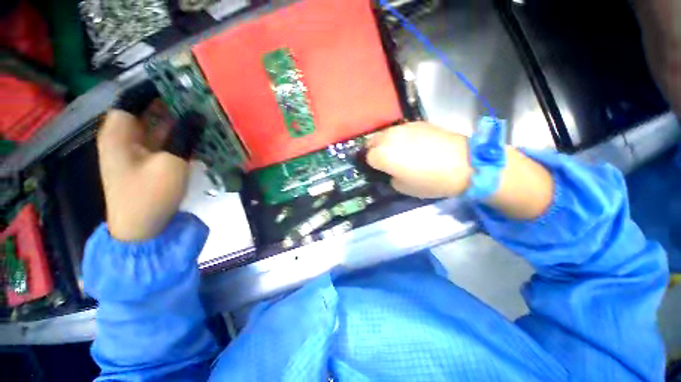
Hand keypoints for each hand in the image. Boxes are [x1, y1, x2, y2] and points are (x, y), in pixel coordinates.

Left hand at [98, 83, 203, 241]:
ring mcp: (137, 151)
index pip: (132, 98)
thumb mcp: (170, 163)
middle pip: (146, 111)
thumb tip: (198, 114)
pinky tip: (198, 134)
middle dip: (171, 103)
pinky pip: (165, 141)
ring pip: (158, 127)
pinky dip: (180, 136)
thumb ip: (184, 136)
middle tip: (198, 98)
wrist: (143, 228)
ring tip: (202, 113)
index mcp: (119, 132)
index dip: (153, 87)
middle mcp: (125, 137)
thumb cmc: (149, 194)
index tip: (179, 82)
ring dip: (179, 121)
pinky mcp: (150, 162)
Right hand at [367, 122, 553, 219]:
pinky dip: (399, 137)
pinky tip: (410, 144)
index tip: (376, 169)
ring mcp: (403, 128)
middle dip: (373, 150)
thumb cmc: (430, 180)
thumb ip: (390, 176)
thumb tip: (388, 170)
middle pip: (372, 141)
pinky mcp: (417, 123)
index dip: (371, 164)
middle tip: (382, 159)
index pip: (367, 157)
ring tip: (395, 151)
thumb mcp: (403, 187)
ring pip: (385, 133)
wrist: (463, 163)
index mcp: (383, 155)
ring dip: (384, 142)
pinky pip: (400, 130)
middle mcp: (389, 138)